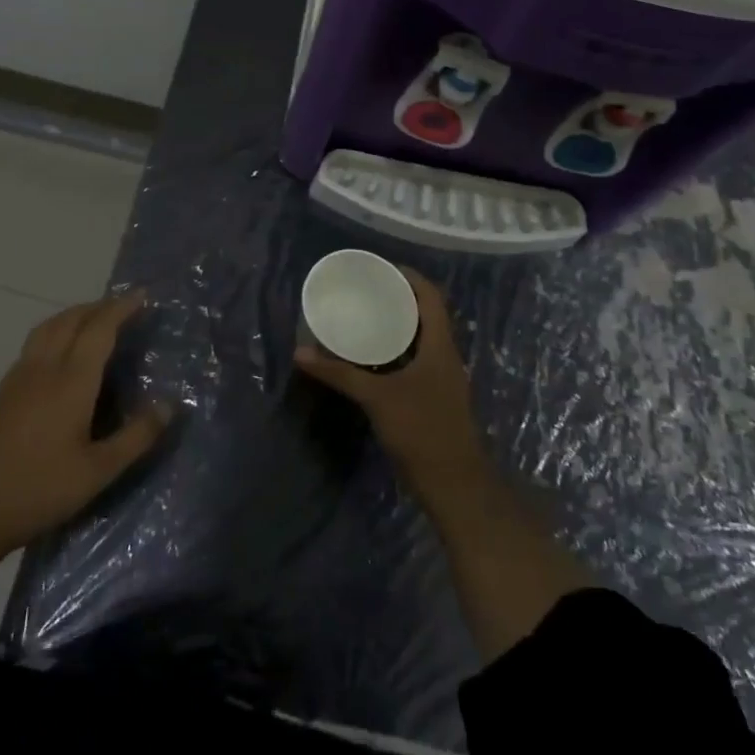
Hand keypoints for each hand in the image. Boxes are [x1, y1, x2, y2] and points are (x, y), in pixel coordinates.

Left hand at [0, 293, 170, 559]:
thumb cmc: (39, 491)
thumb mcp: (98, 472)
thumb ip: (136, 437)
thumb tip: (169, 404)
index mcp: (70, 381)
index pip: (100, 329)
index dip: (122, 308)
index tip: (143, 295)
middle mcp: (44, 369)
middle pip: (72, 319)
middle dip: (100, 306)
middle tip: (125, 306)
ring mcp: (19, 378)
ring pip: (49, 327)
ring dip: (75, 314)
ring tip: (95, 320)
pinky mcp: (4, 392)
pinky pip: (34, 343)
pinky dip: (55, 330)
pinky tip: (60, 352)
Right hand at [295, 268, 485, 493]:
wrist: (454, 485)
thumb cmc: (421, 430)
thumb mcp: (377, 398)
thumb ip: (340, 374)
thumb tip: (301, 353)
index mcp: (440, 346)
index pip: (431, 297)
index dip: (409, 278)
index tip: (380, 269)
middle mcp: (444, 356)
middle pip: (426, 315)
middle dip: (399, 299)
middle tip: (366, 291)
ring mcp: (441, 379)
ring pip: (421, 339)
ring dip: (398, 325)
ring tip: (365, 316)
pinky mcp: (434, 398)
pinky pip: (416, 360)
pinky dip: (396, 350)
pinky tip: (372, 357)